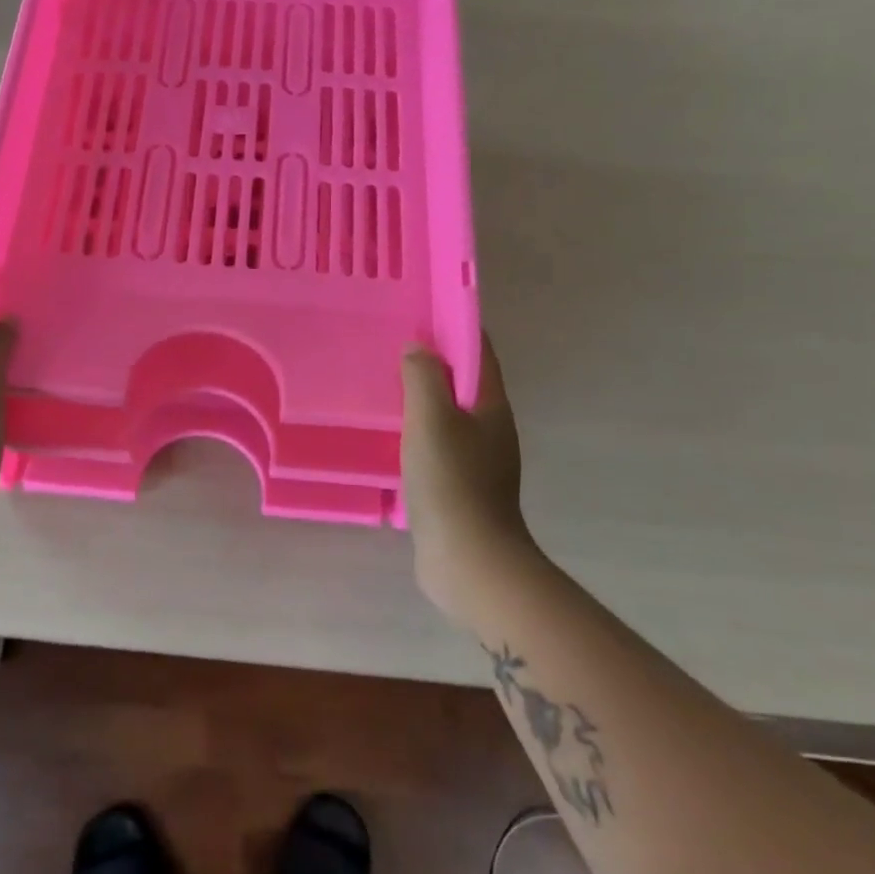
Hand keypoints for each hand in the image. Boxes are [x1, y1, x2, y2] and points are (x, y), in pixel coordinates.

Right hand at [401, 333, 538, 617]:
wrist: (469, 560)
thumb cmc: (452, 481)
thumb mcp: (432, 418)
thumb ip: (423, 377)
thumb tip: (417, 349)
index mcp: (492, 406)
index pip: (479, 352)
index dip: (454, 328)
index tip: (420, 313)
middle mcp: (490, 430)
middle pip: (462, 384)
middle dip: (432, 364)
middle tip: (390, 349)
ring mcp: (477, 462)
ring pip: (447, 417)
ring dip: (420, 402)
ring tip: (382, 390)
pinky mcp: (459, 489)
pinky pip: (435, 448)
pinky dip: (415, 435)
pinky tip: (388, 439)